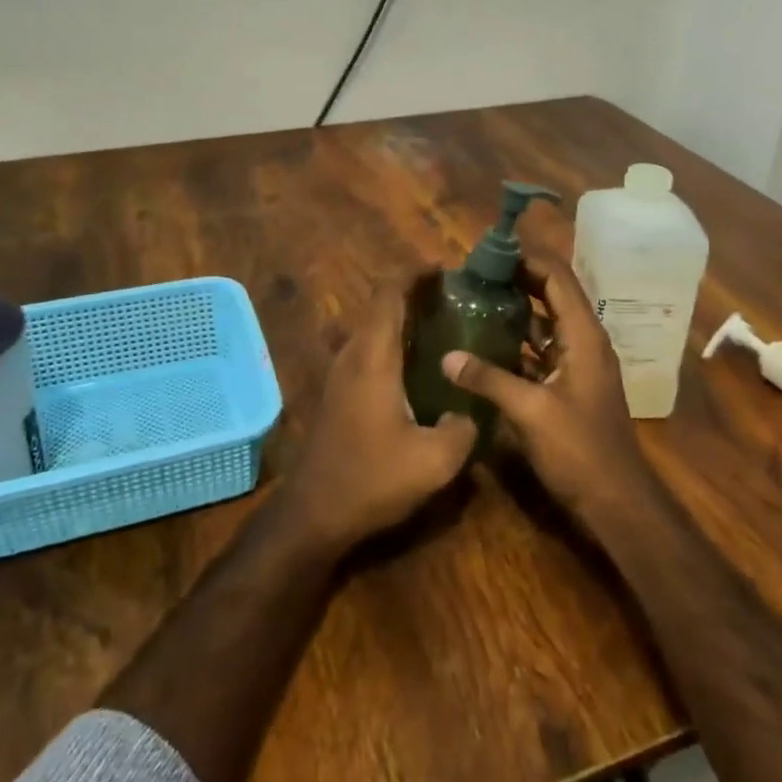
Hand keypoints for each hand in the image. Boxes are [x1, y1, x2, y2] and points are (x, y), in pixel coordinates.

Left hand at [282, 281, 477, 552]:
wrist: (314, 512)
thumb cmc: (372, 479)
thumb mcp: (434, 461)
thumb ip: (462, 430)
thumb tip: (467, 414)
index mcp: (373, 356)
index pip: (389, 293)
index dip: (415, 273)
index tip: (445, 269)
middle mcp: (352, 355)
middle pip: (380, 306)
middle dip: (414, 294)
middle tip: (454, 300)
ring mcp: (339, 373)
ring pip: (371, 328)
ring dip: (401, 319)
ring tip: (441, 326)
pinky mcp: (337, 393)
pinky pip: (366, 350)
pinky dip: (391, 342)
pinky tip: (416, 366)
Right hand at [439, 252, 656, 522]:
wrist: (616, 501)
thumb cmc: (579, 451)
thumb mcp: (530, 412)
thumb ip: (489, 379)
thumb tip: (447, 356)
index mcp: (584, 336)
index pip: (557, 278)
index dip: (526, 258)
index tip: (489, 249)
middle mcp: (584, 341)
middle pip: (552, 294)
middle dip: (518, 277)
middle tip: (476, 271)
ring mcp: (578, 364)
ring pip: (546, 322)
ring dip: (517, 307)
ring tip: (476, 295)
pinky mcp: (569, 385)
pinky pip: (541, 349)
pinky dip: (517, 339)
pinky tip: (486, 340)